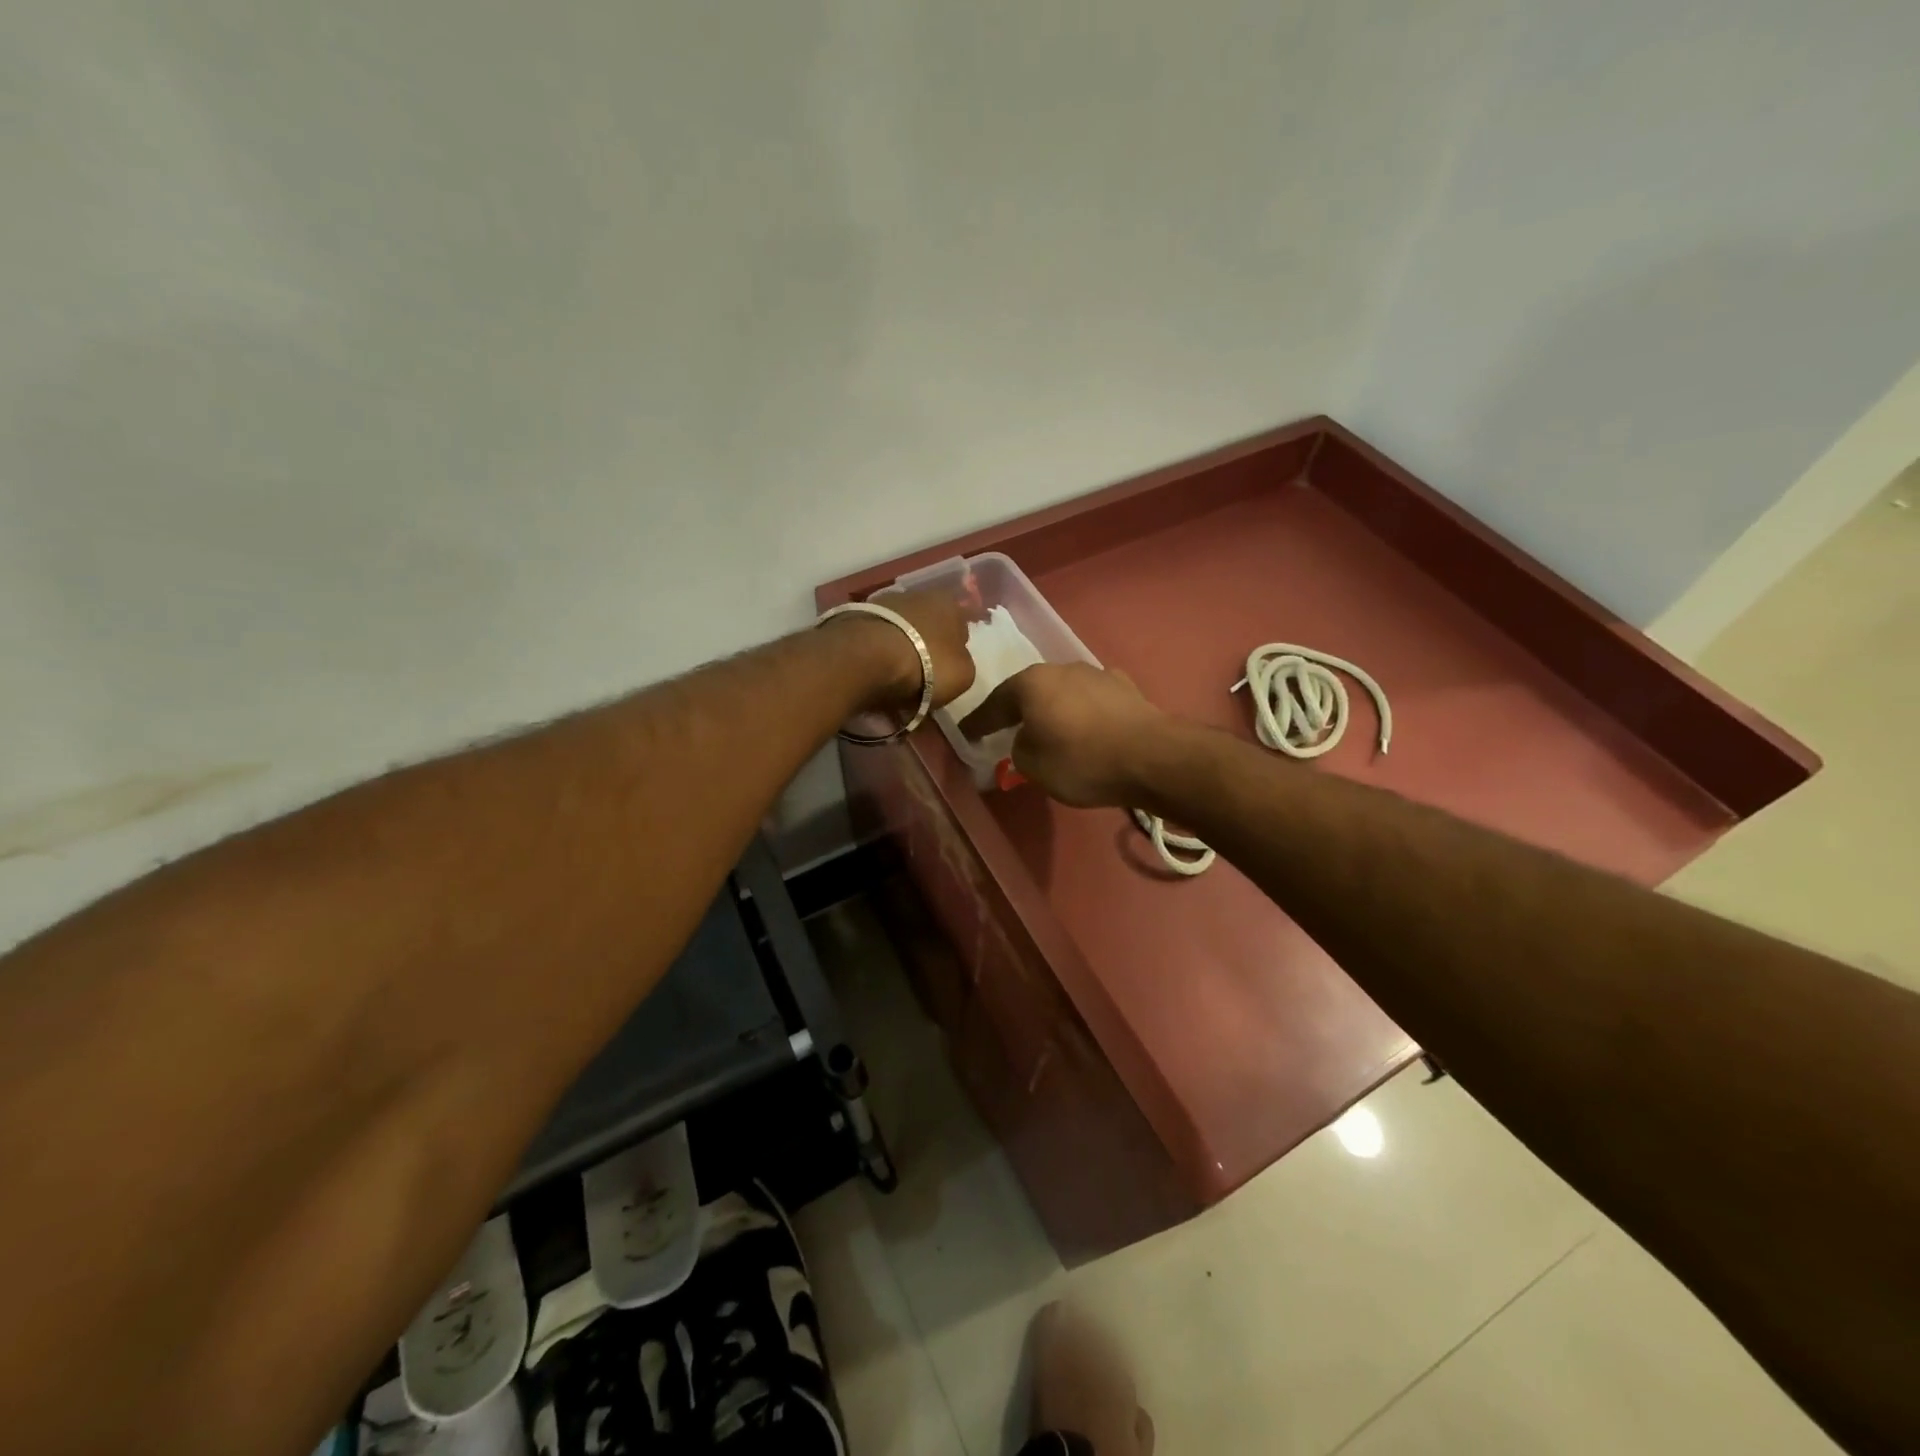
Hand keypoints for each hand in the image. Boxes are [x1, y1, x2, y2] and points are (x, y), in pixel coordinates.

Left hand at [836, 589, 976, 716]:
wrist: (867, 657)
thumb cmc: (926, 664)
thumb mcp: (964, 675)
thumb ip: (963, 664)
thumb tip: (953, 663)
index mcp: (949, 603)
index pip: (960, 625)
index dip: (955, 649)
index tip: (947, 670)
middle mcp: (917, 594)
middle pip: (927, 625)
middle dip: (925, 647)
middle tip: (921, 676)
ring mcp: (883, 603)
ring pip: (899, 630)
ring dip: (899, 649)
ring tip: (893, 678)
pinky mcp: (855, 616)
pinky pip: (874, 639)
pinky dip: (876, 654)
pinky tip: (873, 673)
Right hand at [960, 663, 1171, 807]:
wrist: (1152, 757)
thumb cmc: (1081, 760)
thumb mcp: (1032, 766)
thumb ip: (1018, 750)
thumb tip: (1026, 741)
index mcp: (1031, 682)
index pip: (995, 703)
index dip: (978, 721)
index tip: (966, 734)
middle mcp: (1062, 668)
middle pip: (1030, 690)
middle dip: (1017, 710)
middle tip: (1005, 728)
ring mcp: (1097, 674)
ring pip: (1063, 692)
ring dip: (1053, 709)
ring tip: (1050, 729)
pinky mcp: (1126, 688)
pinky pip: (1092, 701)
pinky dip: (1083, 713)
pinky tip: (1087, 726)